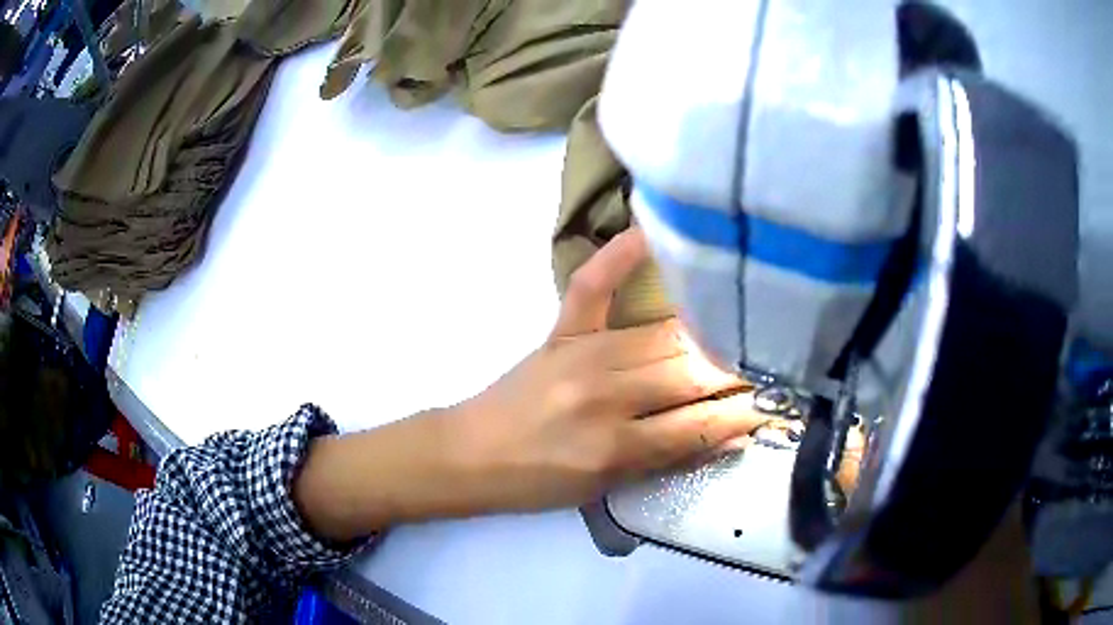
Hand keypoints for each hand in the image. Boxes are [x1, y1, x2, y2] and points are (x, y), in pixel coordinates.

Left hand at [444, 228, 764, 512]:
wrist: (470, 454)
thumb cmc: (538, 482)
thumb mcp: (607, 487)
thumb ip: (670, 456)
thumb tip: (733, 433)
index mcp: (617, 445)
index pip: (702, 422)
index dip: (747, 411)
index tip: (780, 397)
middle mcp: (607, 394)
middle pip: (692, 372)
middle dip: (741, 368)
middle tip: (777, 358)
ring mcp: (583, 355)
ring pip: (667, 336)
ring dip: (714, 333)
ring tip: (751, 321)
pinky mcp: (561, 332)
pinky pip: (593, 286)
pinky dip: (621, 255)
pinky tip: (653, 229)